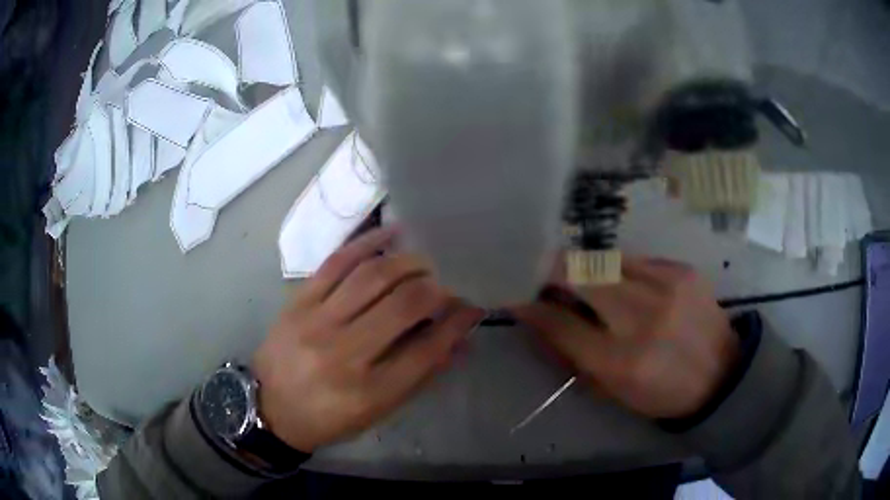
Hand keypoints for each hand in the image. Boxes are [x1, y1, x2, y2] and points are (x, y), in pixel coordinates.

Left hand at [253, 228, 483, 451]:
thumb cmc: (329, 417)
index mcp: (369, 392)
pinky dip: (368, 242)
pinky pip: (337, 261)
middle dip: (439, 287)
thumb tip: (459, 339)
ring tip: (428, 260)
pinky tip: (392, 234)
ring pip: (373, 276)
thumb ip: (420, 375)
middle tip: (453, 279)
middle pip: (404, 305)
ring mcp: (317, 322)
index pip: (427, 349)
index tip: (474, 305)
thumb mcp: (378, 411)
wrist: (270, 407)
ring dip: (409, 263)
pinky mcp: (299, 300)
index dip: (457, 322)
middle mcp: (345, 353)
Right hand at [511, 258, 738, 419]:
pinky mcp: (684, 270)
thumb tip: (539, 315)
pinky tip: (626, 283)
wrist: (721, 375)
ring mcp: (667, 288)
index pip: (560, 324)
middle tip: (542, 272)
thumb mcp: (613, 390)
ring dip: (587, 267)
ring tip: (584, 278)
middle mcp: (642, 319)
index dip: (530, 304)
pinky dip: (621, 269)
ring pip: (607, 260)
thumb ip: (572, 354)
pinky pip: (637, 260)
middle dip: (552, 269)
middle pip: (581, 276)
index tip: (515, 292)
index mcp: (621, 362)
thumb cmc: (662, 393)